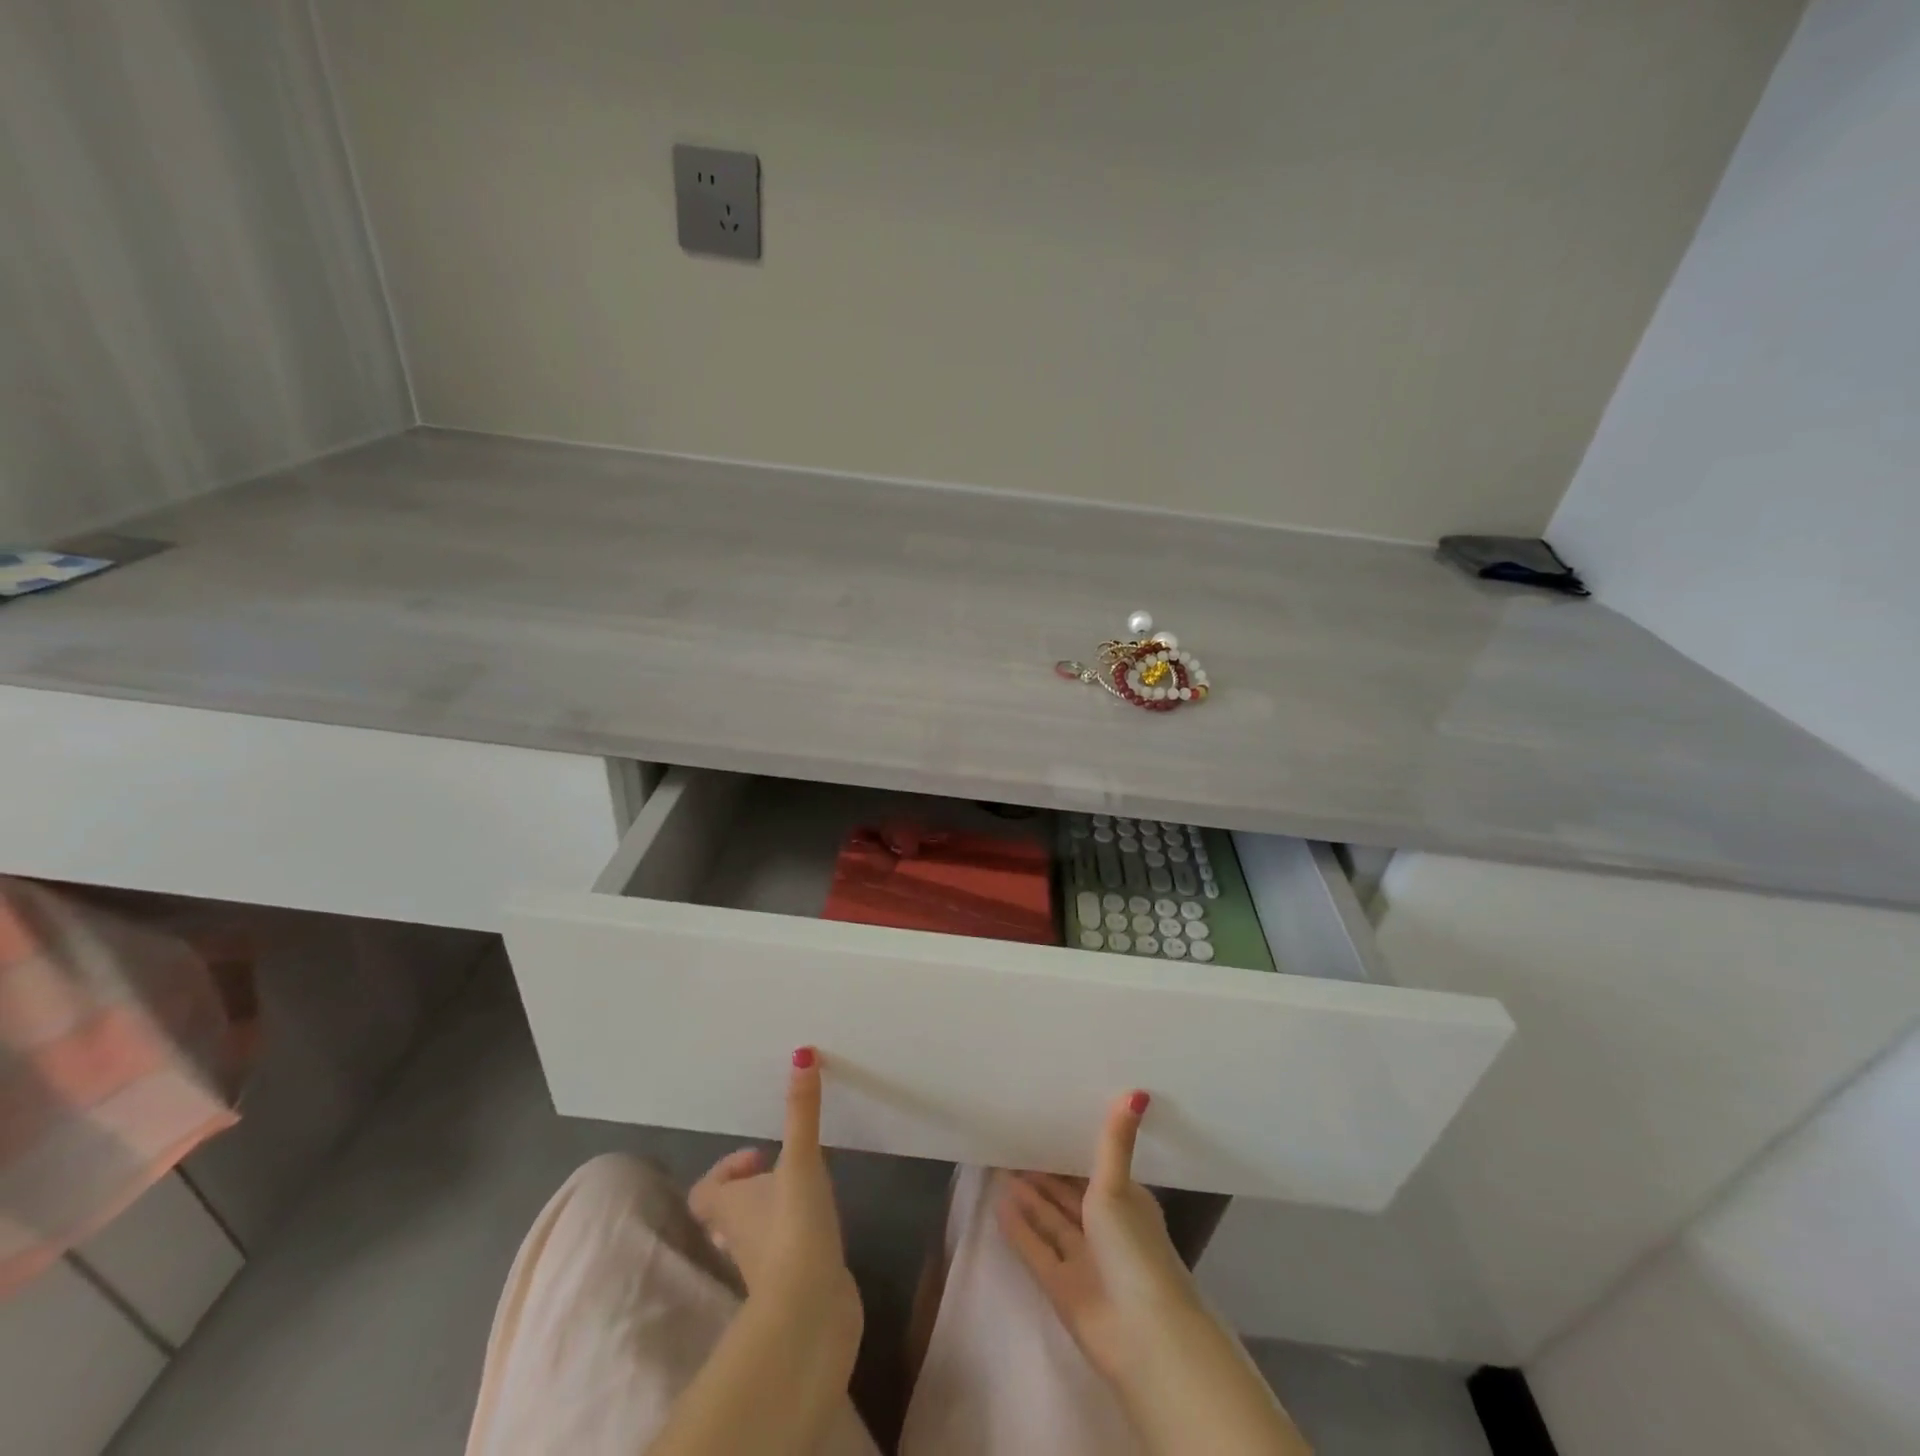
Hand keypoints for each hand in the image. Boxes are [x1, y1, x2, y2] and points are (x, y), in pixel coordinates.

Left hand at [689, 1048, 859, 1326]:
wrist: (809, 1311)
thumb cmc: (793, 1227)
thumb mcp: (800, 1160)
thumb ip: (802, 1111)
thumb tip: (801, 1053)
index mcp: (729, 1207)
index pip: (706, 1190)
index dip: (726, 1170)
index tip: (760, 1154)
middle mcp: (737, 1237)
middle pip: (729, 1213)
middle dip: (752, 1190)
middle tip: (782, 1170)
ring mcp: (763, 1267)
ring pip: (756, 1236)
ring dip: (773, 1214)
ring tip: (805, 1191)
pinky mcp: (792, 1286)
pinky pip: (785, 1256)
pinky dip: (796, 1240)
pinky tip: (822, 1227)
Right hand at [996, 1091, 1199, 1384]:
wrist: (1142, 1335)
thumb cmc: (1133, 1248)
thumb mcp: (1119, 1187)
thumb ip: (1114, 1141)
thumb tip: (1138, 1090)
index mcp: (1127, 1204)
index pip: (1095, 1170)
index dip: (1071, 1151)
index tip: (1046, 1124)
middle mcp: (1106, 1230)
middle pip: (1069, 1197)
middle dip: (1045, 1174)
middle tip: (1013, 1143)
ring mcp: (1084, 1261)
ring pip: (1051, 1221)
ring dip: (1029, 1199)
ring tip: (1000, 1168)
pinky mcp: (1062, 1288)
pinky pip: (1037, 1250)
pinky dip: (1020, 1230)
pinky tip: (999, 1205)